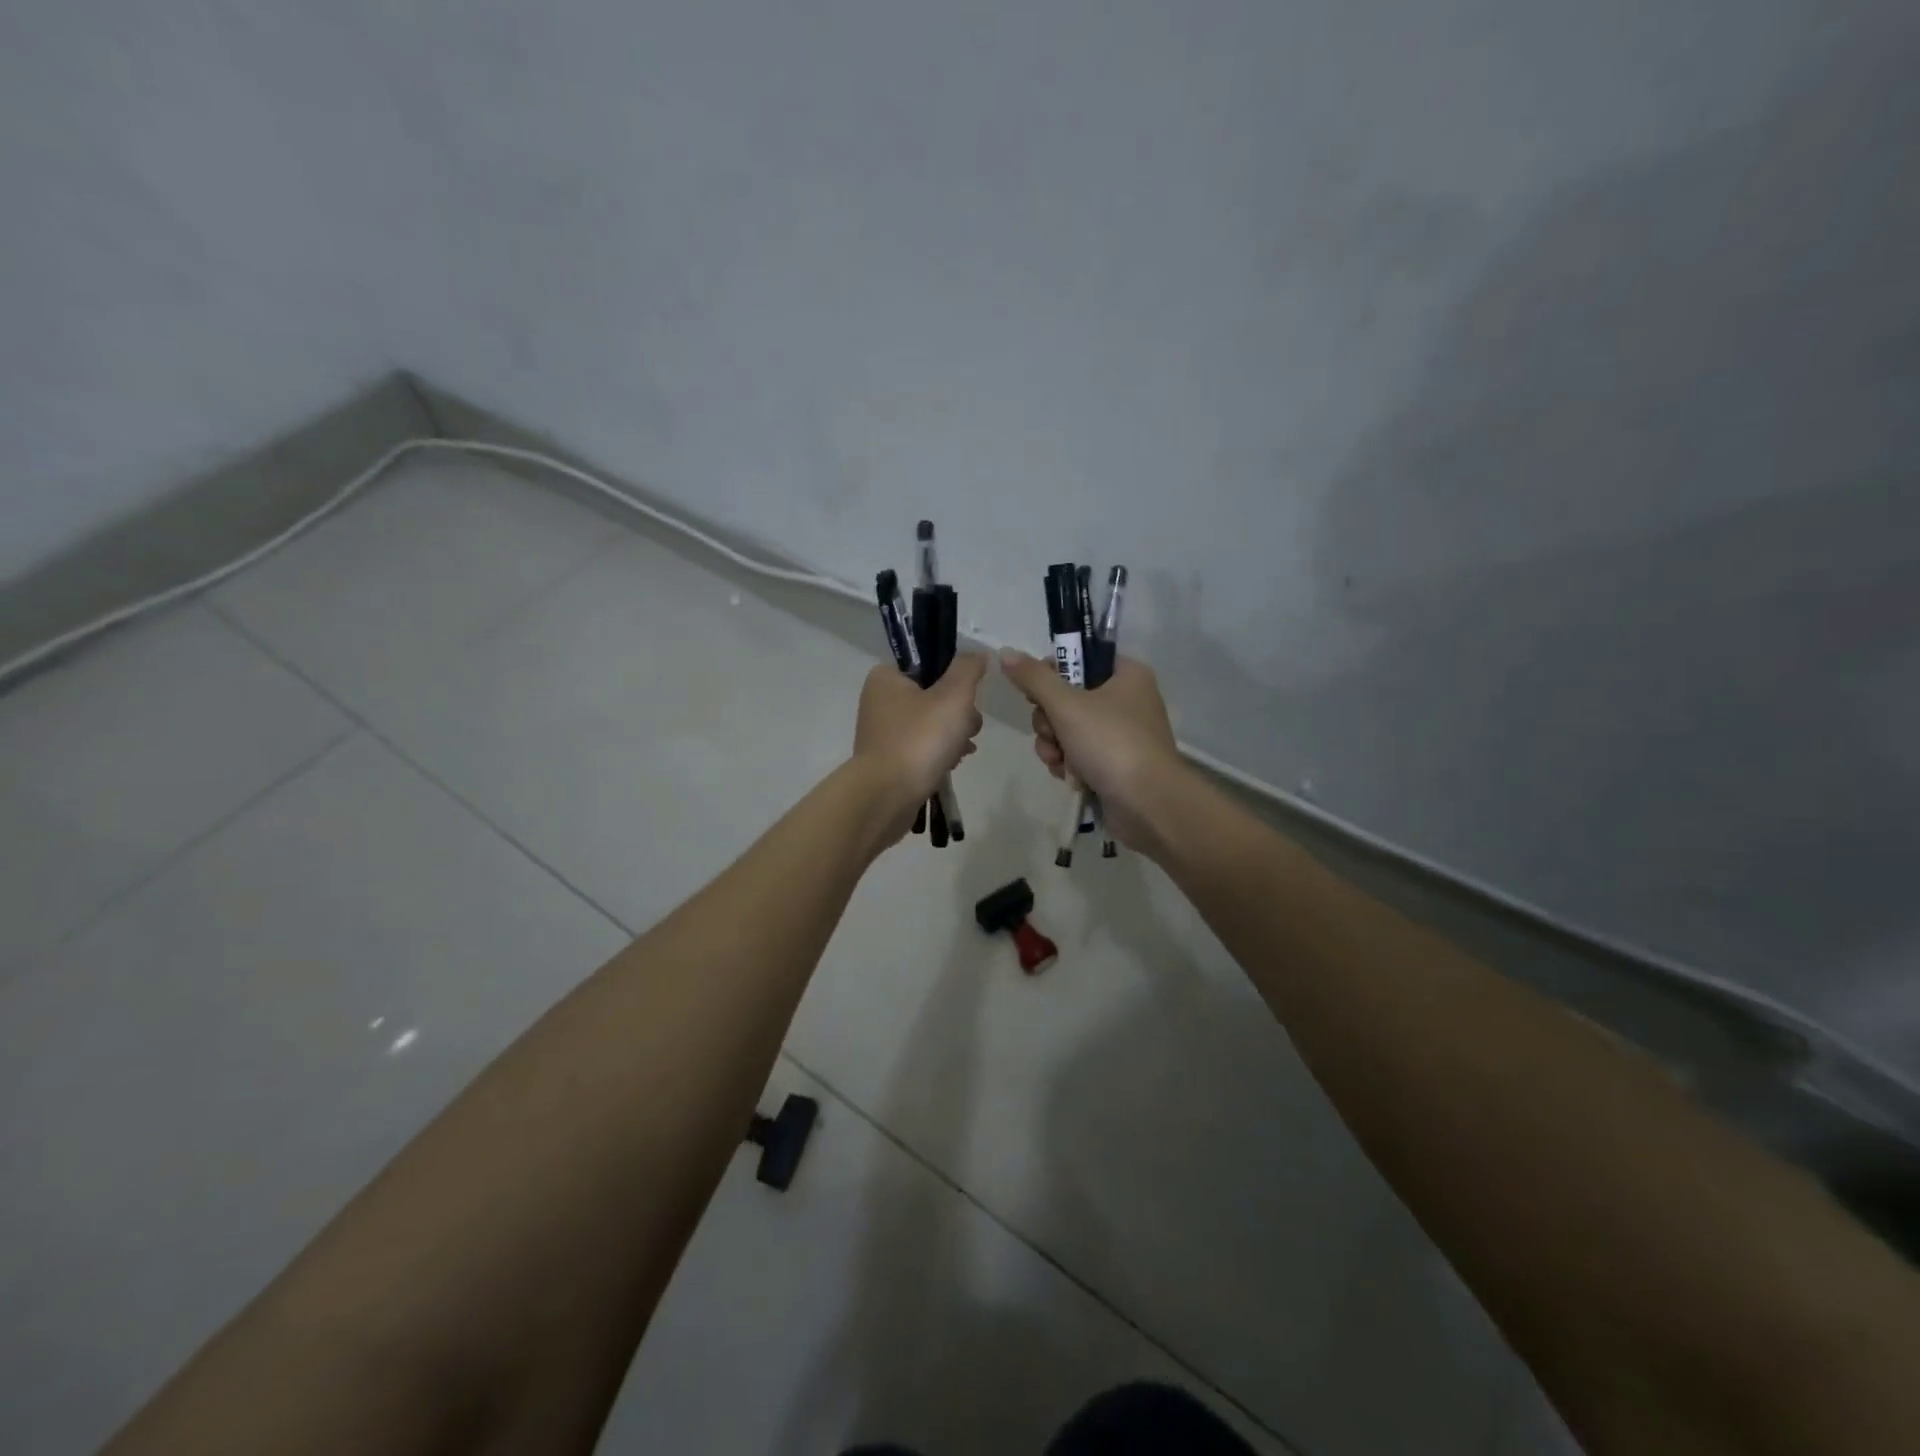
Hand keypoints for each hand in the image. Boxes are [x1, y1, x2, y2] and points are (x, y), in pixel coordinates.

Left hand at [852, 654, 986, 836]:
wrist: (887, 797)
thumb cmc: (920, 739)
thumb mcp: (953, 696)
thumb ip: (968, 669)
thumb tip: (978, 655)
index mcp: (886, 677)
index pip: (929, 664)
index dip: (955, 679)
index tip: (969, 697)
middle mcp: (879, 701)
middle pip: (934, 695)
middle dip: (959, 713)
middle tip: (967, 728)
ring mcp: (882, 732)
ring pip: (931, 724)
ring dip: (953, 735)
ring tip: (962, 751)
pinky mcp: (889, 760)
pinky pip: (922, 748)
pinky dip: (940, 754)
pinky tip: (952, 764)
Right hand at [999, 650, 1184, 852]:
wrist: (1148, 804)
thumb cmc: (1110, 743)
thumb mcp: (1067, 705)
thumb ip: (1034, 678)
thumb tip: (1006, 653)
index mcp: (1127, 675)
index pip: (1080, 660)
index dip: (1052, 675)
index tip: (1035, 694)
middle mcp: (1127, 700)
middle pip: (1069, 698)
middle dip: (1050, 722)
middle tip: (1051, 733)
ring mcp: (1122, 735)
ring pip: (1069, 730)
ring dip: (1055, 746)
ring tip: (1060, 762)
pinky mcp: (1116, 764)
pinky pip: (1080, 755)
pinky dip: (1070, 765)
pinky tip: (1070, 777)